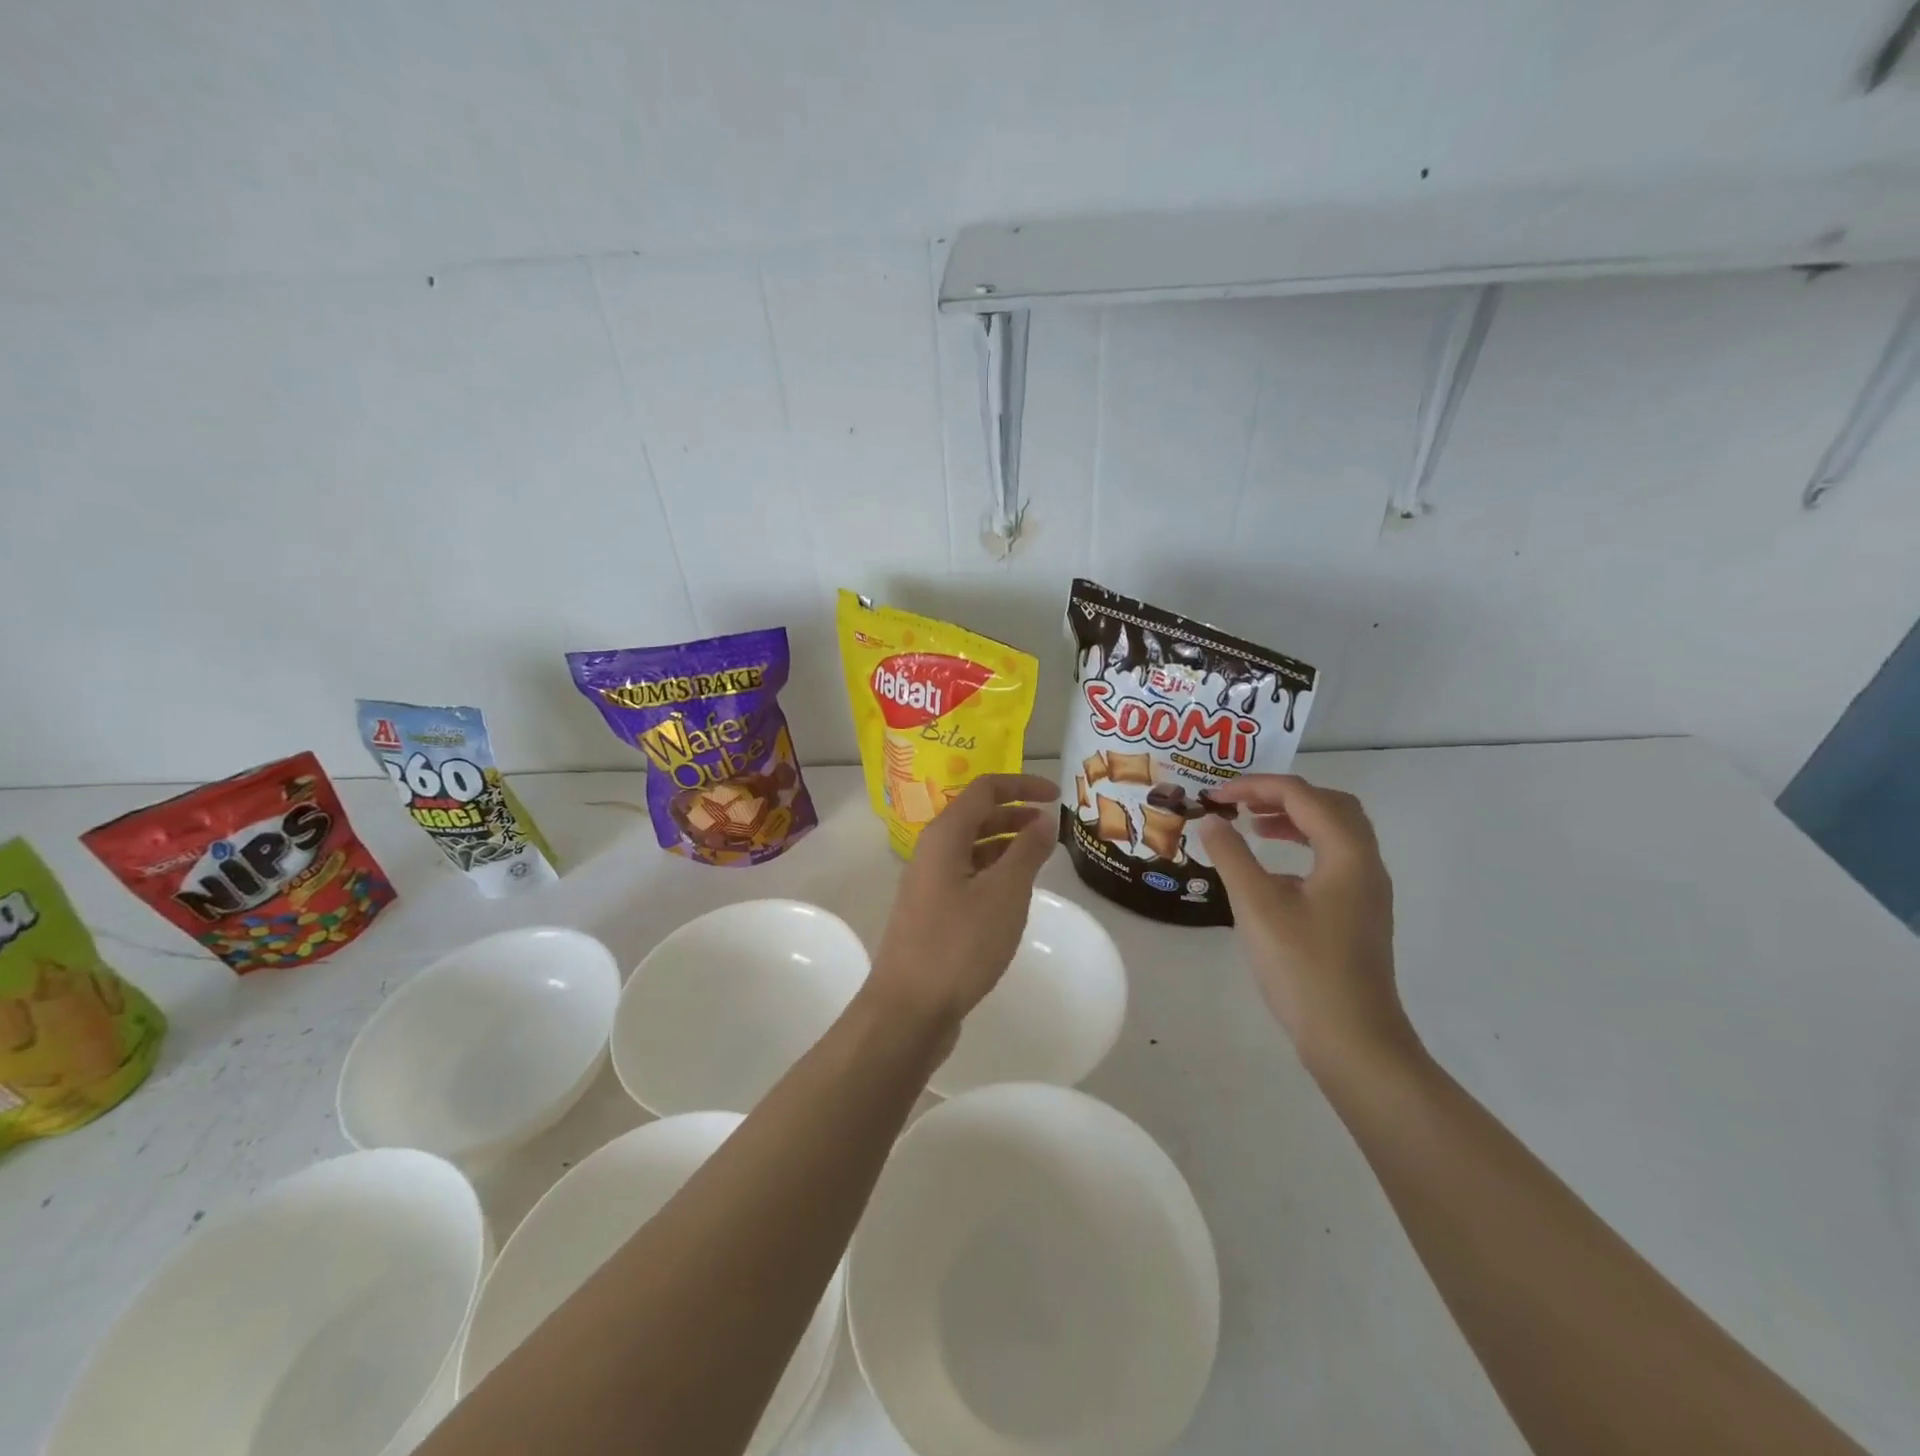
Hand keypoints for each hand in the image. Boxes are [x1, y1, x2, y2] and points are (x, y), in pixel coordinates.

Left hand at [867, 773, 1059, 1032]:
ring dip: (1006, 844)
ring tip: (1040, 858)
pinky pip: (967, 876)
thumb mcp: (1004, 893)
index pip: (984, 790)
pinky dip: (993, 872)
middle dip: (1015, 814)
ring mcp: (928, 883)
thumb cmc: (960, 944)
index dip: (1022, 785)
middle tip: (1052, 828)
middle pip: (976, 816)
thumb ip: (1027, 851)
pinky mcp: (931, 912)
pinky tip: (1013, 893)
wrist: (908, 1008)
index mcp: (944, 836)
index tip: (1057, 795)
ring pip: (972, 848)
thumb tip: (1044, 819)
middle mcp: (932, 851)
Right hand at [1196, 775, 1416, 1074]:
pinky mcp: (1360, 914)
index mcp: (1347, 854)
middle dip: (1283, 795)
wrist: (1353, 1039)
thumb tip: (1210, 821)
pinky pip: (1335, 859)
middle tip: (1241, 804)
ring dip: (1295, 819)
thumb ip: (1232, 856)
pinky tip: (1273, 872)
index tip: (1215, 797)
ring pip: (1336, 833)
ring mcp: (1367, 891)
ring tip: (1254, 826)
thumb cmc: (1303, 967)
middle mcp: (1365, 864)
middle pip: (1330, 805)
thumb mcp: (1257, 905)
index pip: (1302, 796)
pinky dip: (1304, 847)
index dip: (1255, 787)